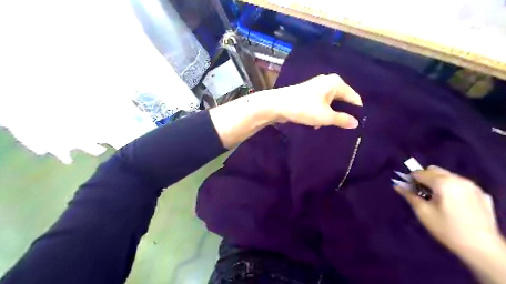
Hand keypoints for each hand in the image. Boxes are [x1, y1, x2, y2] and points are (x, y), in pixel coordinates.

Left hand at [273, 75, 363, 128]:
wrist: (277, 105)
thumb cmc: (304, 108)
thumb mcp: (325, 116)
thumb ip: (342, 119)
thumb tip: (356, 123)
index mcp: (336, 83)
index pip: (354, 98)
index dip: (356, 112)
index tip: (357, 126)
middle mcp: (328, 83)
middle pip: (342, 100)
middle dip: (342, 114)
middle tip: (345, 129)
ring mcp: (317, 88)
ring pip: (330, 104)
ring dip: (330, 116)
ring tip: (331, 129)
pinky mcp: (308, 95)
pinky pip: (320, 105)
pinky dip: (321, 114)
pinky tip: (317, 125)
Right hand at [395, 166, 496, 253]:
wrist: (482, 248)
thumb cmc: (446, 229)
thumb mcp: (422, 212)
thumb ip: (409, 195)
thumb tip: (397, 185)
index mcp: (443, 182)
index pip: (420, 173)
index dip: (411, 179)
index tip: (408, 189)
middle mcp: (458, 179)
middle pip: (435, 170)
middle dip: (425, 178)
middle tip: (422, 194)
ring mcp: (472, 186)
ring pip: (448, 176)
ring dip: (438, 182)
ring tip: (437, 199)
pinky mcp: (482, 195)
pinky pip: (461, 185)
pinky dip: (452, 189)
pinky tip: (454, 204)